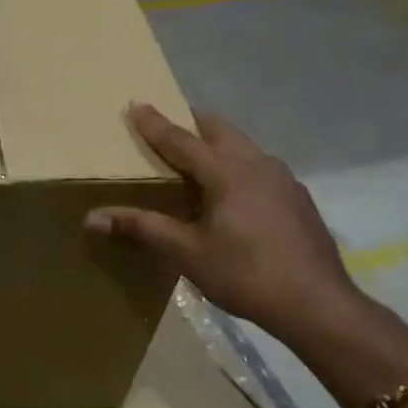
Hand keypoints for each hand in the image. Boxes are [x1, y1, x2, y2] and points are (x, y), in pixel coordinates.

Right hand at [85, 104, 359, 338]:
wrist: (316, 303)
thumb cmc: (245, 274)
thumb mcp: (187, 252)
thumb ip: (141, 228)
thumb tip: (91, 218)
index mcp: (228, 172)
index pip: (182, 140)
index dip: (156, 124)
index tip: (137, 104)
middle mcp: (258, 165)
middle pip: (220, 131)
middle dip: (192, 123)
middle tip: (170, 124)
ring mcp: (284, 180)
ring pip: (245, 148)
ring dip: (218, 145)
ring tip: (198, 160)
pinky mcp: (298, 200)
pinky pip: (261, 170)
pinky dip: (239, 168)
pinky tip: (233, 196)